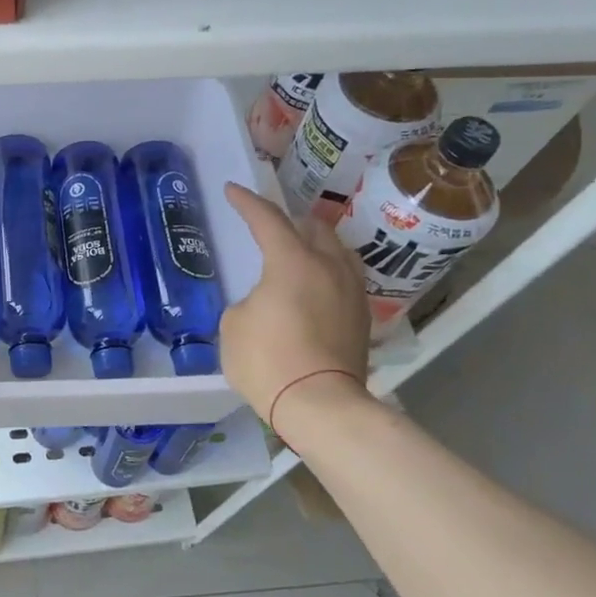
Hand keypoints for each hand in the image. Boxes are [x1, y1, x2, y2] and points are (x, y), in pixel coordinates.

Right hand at [219, 182, 372, 418]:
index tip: (233, 190)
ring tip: (299, 252)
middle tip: (270, 225)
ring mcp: (351, 292)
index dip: (247, 202)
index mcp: (292, 262)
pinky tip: (316, 285)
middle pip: (314, 227)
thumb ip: (249, 300)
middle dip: (290, 220)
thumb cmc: (267, 360)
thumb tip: (265, 302)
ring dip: (315, 244)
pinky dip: (327, 271)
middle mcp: (328, 267)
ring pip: (337, 251)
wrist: (320, 406)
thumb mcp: (234, 325)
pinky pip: (345, 278)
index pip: (267, 219)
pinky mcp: (362, 318)